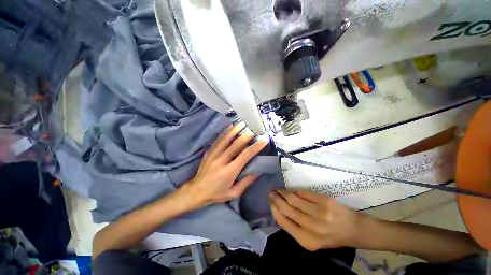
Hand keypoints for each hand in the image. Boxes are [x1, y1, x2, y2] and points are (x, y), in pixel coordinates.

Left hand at [185, 123, 267, 208]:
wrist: (195, 192)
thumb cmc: (216, 194)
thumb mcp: (234, 193)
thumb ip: (246, 181)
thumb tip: (258, 170)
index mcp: (229, 171)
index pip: (245, 155)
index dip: (256, 147)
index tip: (264, 141)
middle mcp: (221, 160)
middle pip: (235, 144)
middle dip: (246, 136)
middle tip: (254, 130)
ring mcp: (213, 154)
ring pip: (225, 138)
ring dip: (235, 130)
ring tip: (242, 123)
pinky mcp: (209, 152)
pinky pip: (218, 140)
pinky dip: (225, 132)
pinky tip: (230, 127)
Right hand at [269, 189, 362, 250]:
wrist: (353, 229)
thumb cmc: (330, 236)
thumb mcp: (311, 239)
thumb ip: (295, 226)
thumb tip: (279, 208)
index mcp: (306, 240)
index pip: (283, 221)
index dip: (274, 209)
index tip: (270, 201)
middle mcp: (312, 227)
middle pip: (286, 208)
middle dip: (276, 198)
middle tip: (271, 192)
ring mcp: (319, 212)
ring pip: (293, 198)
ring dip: (283, 192)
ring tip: (279, 189)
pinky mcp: (324, 201)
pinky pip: (303, 193)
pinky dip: (295, 190)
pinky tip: (292, 190)